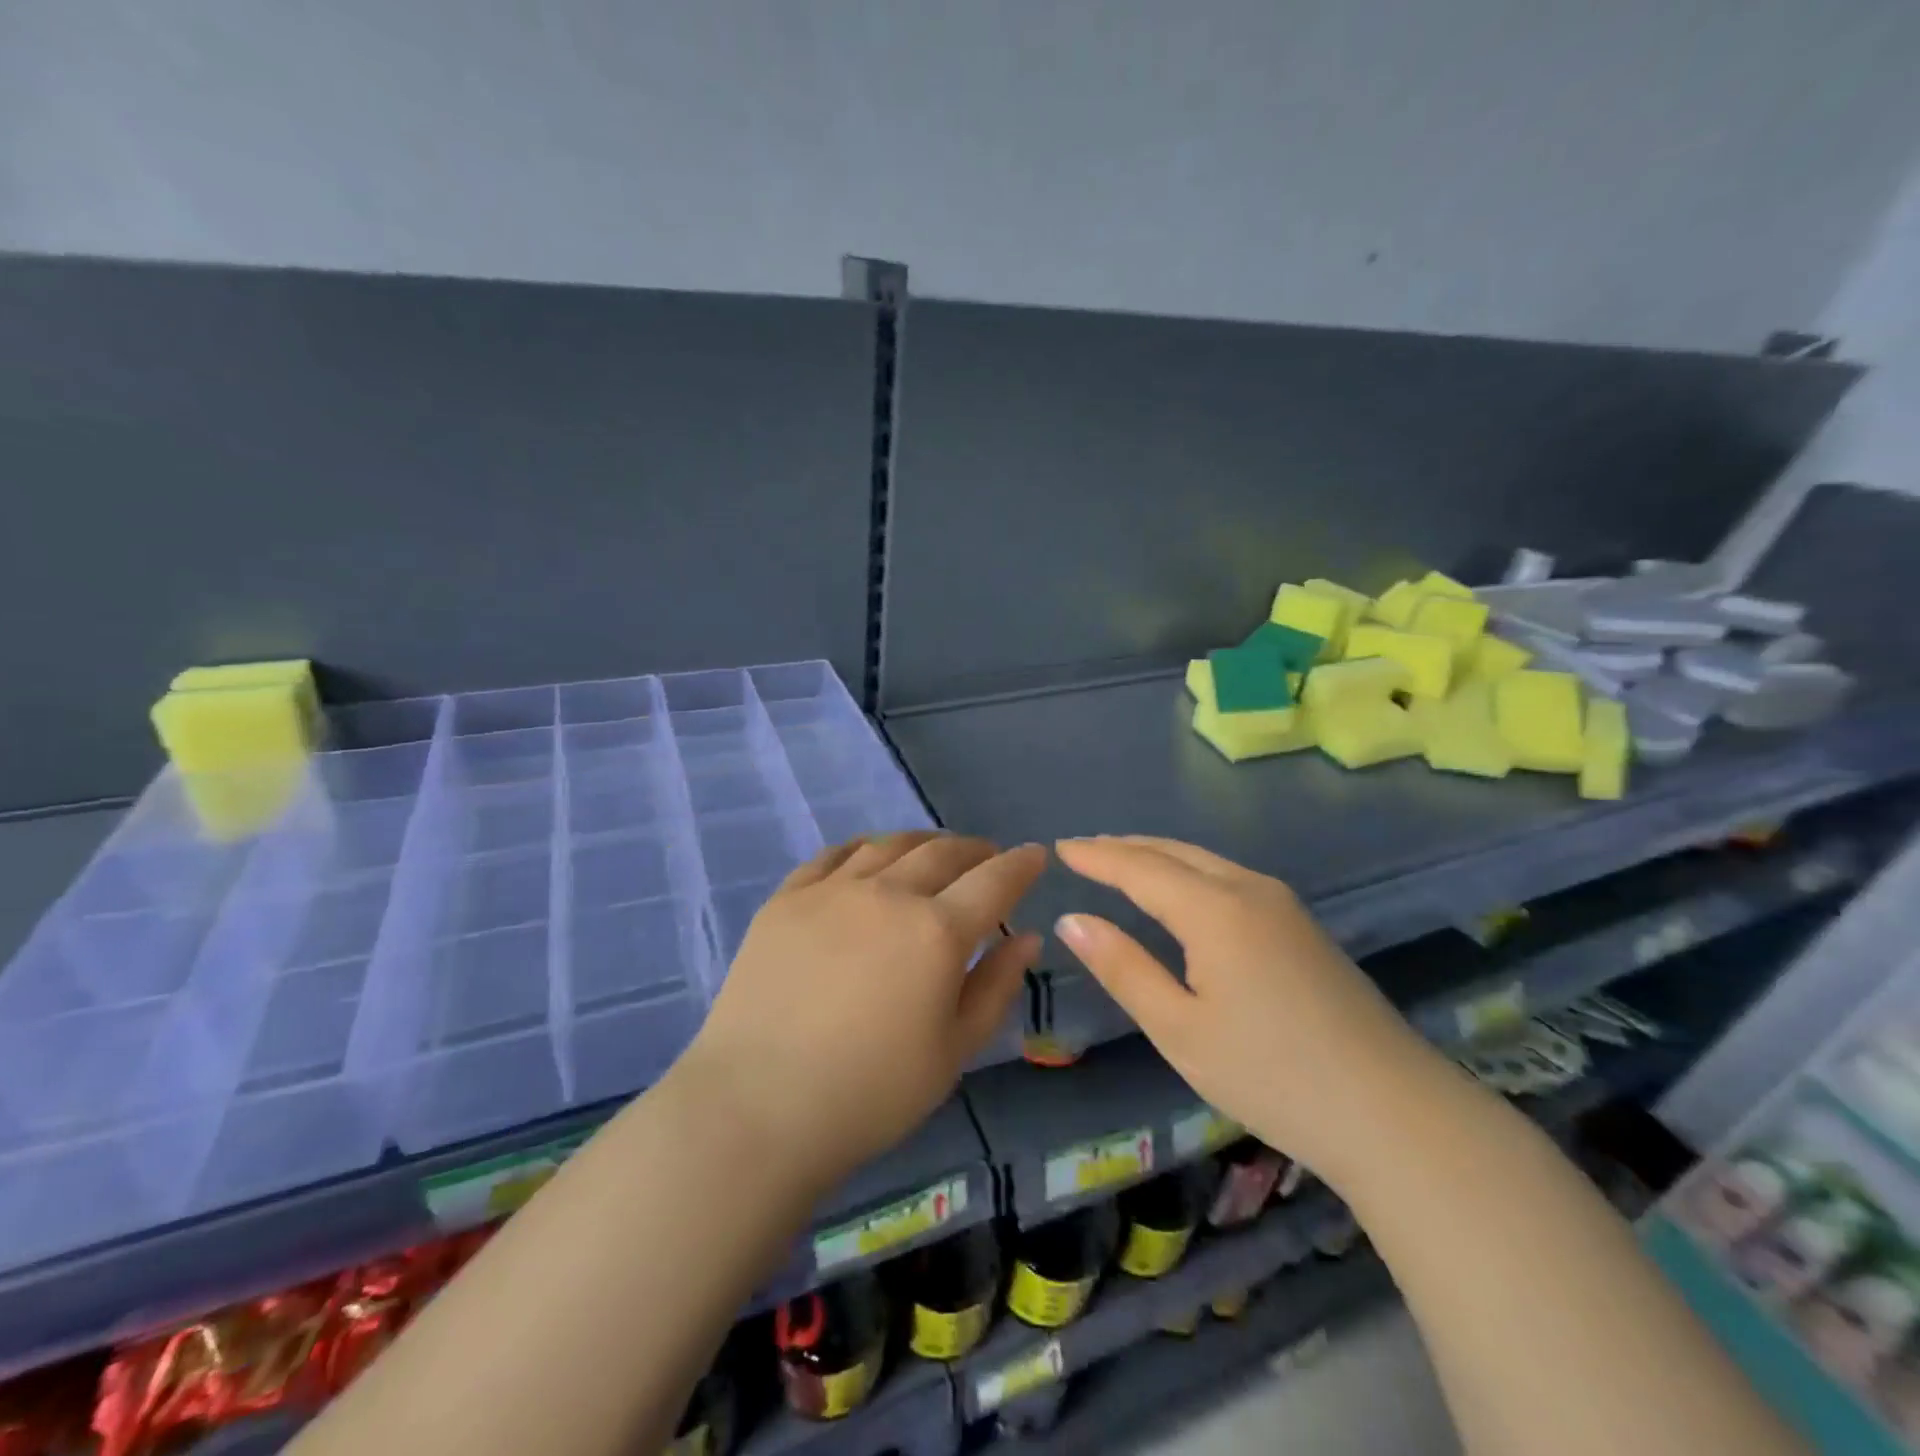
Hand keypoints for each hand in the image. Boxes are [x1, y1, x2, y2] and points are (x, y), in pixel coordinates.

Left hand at [673, 831, 1045, 1190]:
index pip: (994, 880)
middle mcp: (888, 894)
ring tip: (934, 853)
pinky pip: (833, 855)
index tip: (1035, 855)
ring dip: (922, 843)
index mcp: (936, 931)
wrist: (757, 1107)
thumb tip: (1025, 937)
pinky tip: (869, 856)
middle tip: (987, 857)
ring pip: (889, 845)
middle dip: (975, 850)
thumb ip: (995, 986)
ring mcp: (831, 890)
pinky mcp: (787, 898)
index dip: (1021, 864)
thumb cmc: (871, 1093)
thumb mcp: (953, 1051)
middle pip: (942, 853)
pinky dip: (864, 848)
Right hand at [1053, 836, 1442, 1182]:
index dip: (1096, 856)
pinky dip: (1189, 873)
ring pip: (1205, 862)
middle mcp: (1249, 889)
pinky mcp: (1302, 926)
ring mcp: (1283, 905)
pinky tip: (1180, 892)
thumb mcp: (1179, 1029)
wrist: (1393, 1113)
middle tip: (1084, 849)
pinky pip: (1229, 878)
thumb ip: (1122, 967)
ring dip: (1159, 856)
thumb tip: (1071, 919)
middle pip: (1174, 853)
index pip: (1139, 867)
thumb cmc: (1271, 1075)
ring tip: (1122, 861)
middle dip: (1125, 847)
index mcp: (1214, 910)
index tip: (1060, 847)